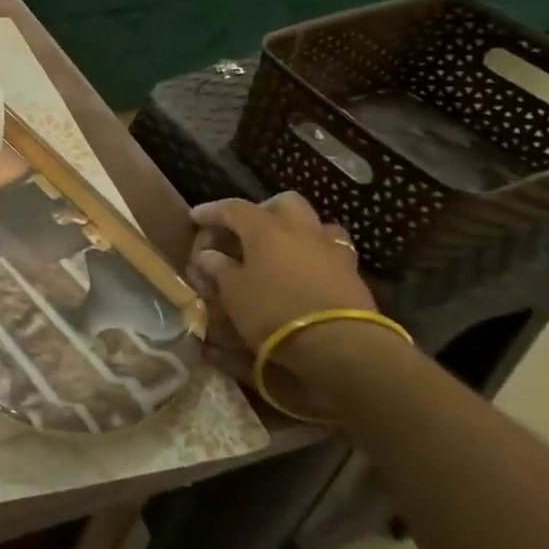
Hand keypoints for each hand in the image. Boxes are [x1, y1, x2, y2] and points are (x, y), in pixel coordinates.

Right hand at [185, 193, 374, 352]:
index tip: (195, 218)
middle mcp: (302, 230)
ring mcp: (332, 250)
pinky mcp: (352, 274)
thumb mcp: (233, 292)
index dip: (212, 211)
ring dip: (296, 230)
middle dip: (263, 210)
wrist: (340, 345)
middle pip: (284, 202)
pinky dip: (314, 254)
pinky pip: (331, 251)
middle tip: (246, 228)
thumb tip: (209, 255)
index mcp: (267, 229)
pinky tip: (304, 270)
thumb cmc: (274, 311)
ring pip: (315, 224)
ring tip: (281, 248)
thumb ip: (219, 268)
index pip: (233, 208)